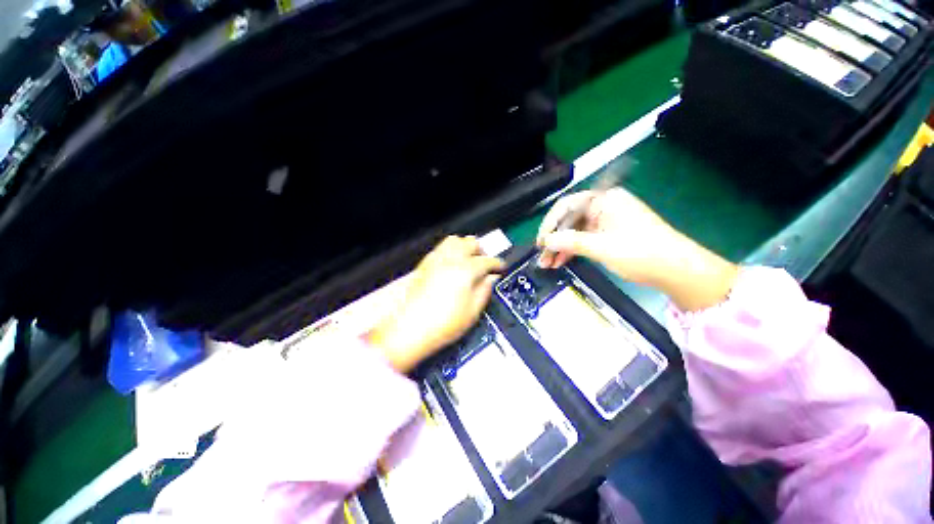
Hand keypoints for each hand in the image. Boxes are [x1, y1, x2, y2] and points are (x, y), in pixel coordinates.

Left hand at [370, 236, 503, 371]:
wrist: (410, 329)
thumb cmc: (442, 324)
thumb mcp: (472, 311)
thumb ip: (485, 290)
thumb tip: (491, 279)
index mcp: (465, 271)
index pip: (487, 261)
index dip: (497, 263)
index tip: (500, 267)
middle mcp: (450, 260)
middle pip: (470, 242)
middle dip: (482, 250)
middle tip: (485, 262)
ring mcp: (435, 260)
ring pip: (454, 240)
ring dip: (465, 246)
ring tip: (469, 258)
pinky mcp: (424, 265)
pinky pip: (440, 248)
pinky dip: (450, 250)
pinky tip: (452, 263)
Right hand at [537, 187, 738, 310]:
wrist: (677, 270)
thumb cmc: (640, 253)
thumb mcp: (601, 247)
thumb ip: (570, 241)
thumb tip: (546, 241)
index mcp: (603, 200)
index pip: (566, 205)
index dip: (549, 223)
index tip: (540, 242)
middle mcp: (604, 206)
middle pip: (569, 219)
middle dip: (554, 239)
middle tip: (542, 257)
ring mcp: (607, 220)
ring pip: (576, 231)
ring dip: (561, 247)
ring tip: (548, 264)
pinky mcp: (610, 234)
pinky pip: (585, 238)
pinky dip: (573, 249)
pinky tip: (562, 261)